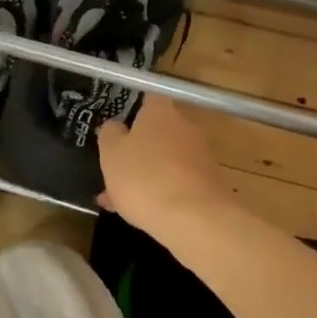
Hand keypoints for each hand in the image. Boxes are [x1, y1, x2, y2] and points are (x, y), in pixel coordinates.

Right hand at [97, 96, 233, 235]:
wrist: (194, 218)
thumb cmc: (144, 177)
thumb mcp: (111, 153)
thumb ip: (110, 134)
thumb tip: (115, 126)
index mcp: (161, 112)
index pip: (148, 99)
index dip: (132, 110)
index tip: (118, 127)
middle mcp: (184, 127)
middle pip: (157, 132)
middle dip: (136, 149)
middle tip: (113, 168)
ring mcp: (199, 156)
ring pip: (163, 161)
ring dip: (144, 175)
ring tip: (116, 199)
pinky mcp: (207, 183)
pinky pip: (175, 182)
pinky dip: (159, 193)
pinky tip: (138, 213)